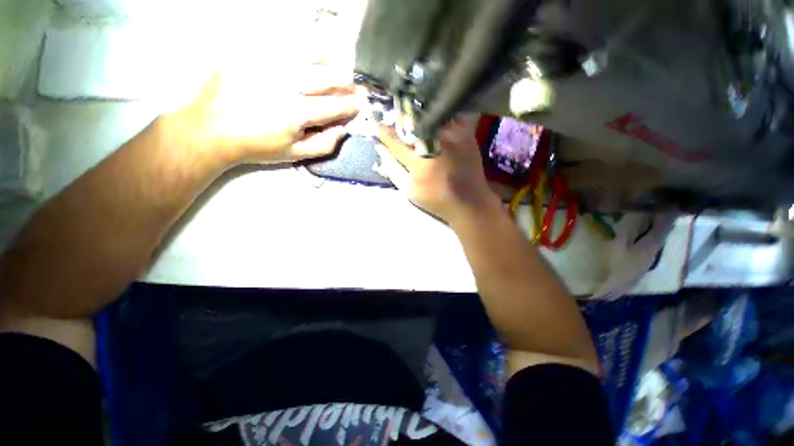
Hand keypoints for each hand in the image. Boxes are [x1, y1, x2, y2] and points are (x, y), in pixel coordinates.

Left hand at [166, 68, 361, 164]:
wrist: (210, 129)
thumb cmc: (256, 146)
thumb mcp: (294, 155)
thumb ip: (324, 144)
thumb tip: (343, 129)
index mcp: (296, 113)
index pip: (334, 105)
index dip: (351, 104)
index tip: (362, 101)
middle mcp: (285, 83)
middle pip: (327, 75)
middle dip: (345, 82)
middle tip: (352, 86)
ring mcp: (267, 63)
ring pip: (310, 54)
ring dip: (329, 62)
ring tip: (337, 68)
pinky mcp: (251, 51)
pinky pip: (285, 43)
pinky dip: (303, 49)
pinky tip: (309, 57)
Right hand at [375, 119, 500, 224]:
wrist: (470, 201)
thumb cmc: (436, 200)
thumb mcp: (408, 190)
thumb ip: (392, 168)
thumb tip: (380, 147)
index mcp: (420, 163)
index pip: (395, 141)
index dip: (384, 132)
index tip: (377, 127)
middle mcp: (436, 144)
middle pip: (411, 122)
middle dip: (399, 120)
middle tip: (394, 122)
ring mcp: (453, 134)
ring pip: (428, 114)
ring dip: (416, 116)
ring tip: (411, 121)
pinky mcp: (466, 131)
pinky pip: (445, 115)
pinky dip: (434, 116)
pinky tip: (430, 122)